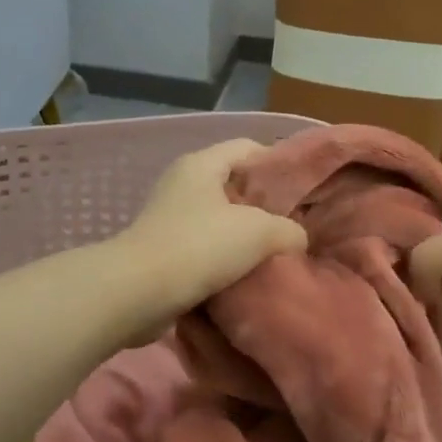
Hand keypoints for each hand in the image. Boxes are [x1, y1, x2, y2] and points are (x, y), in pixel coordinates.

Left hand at [115, 139, 308, 328]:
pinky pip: (203, 245)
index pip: (247, 147)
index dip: (278, 163)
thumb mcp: (260, 232)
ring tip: (274, 253)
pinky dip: (224, 258)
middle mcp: (182, 183)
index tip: (302, 190)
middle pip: (233, 184)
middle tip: (293, 225)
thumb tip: (295, 238)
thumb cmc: (200, 247)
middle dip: (263, 204)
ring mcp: (169, 216)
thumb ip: (288, 230)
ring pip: (219, 218)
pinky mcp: (162, 249)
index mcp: (201, 164)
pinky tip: (246, 274)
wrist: (138, 293)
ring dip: (244, 235)